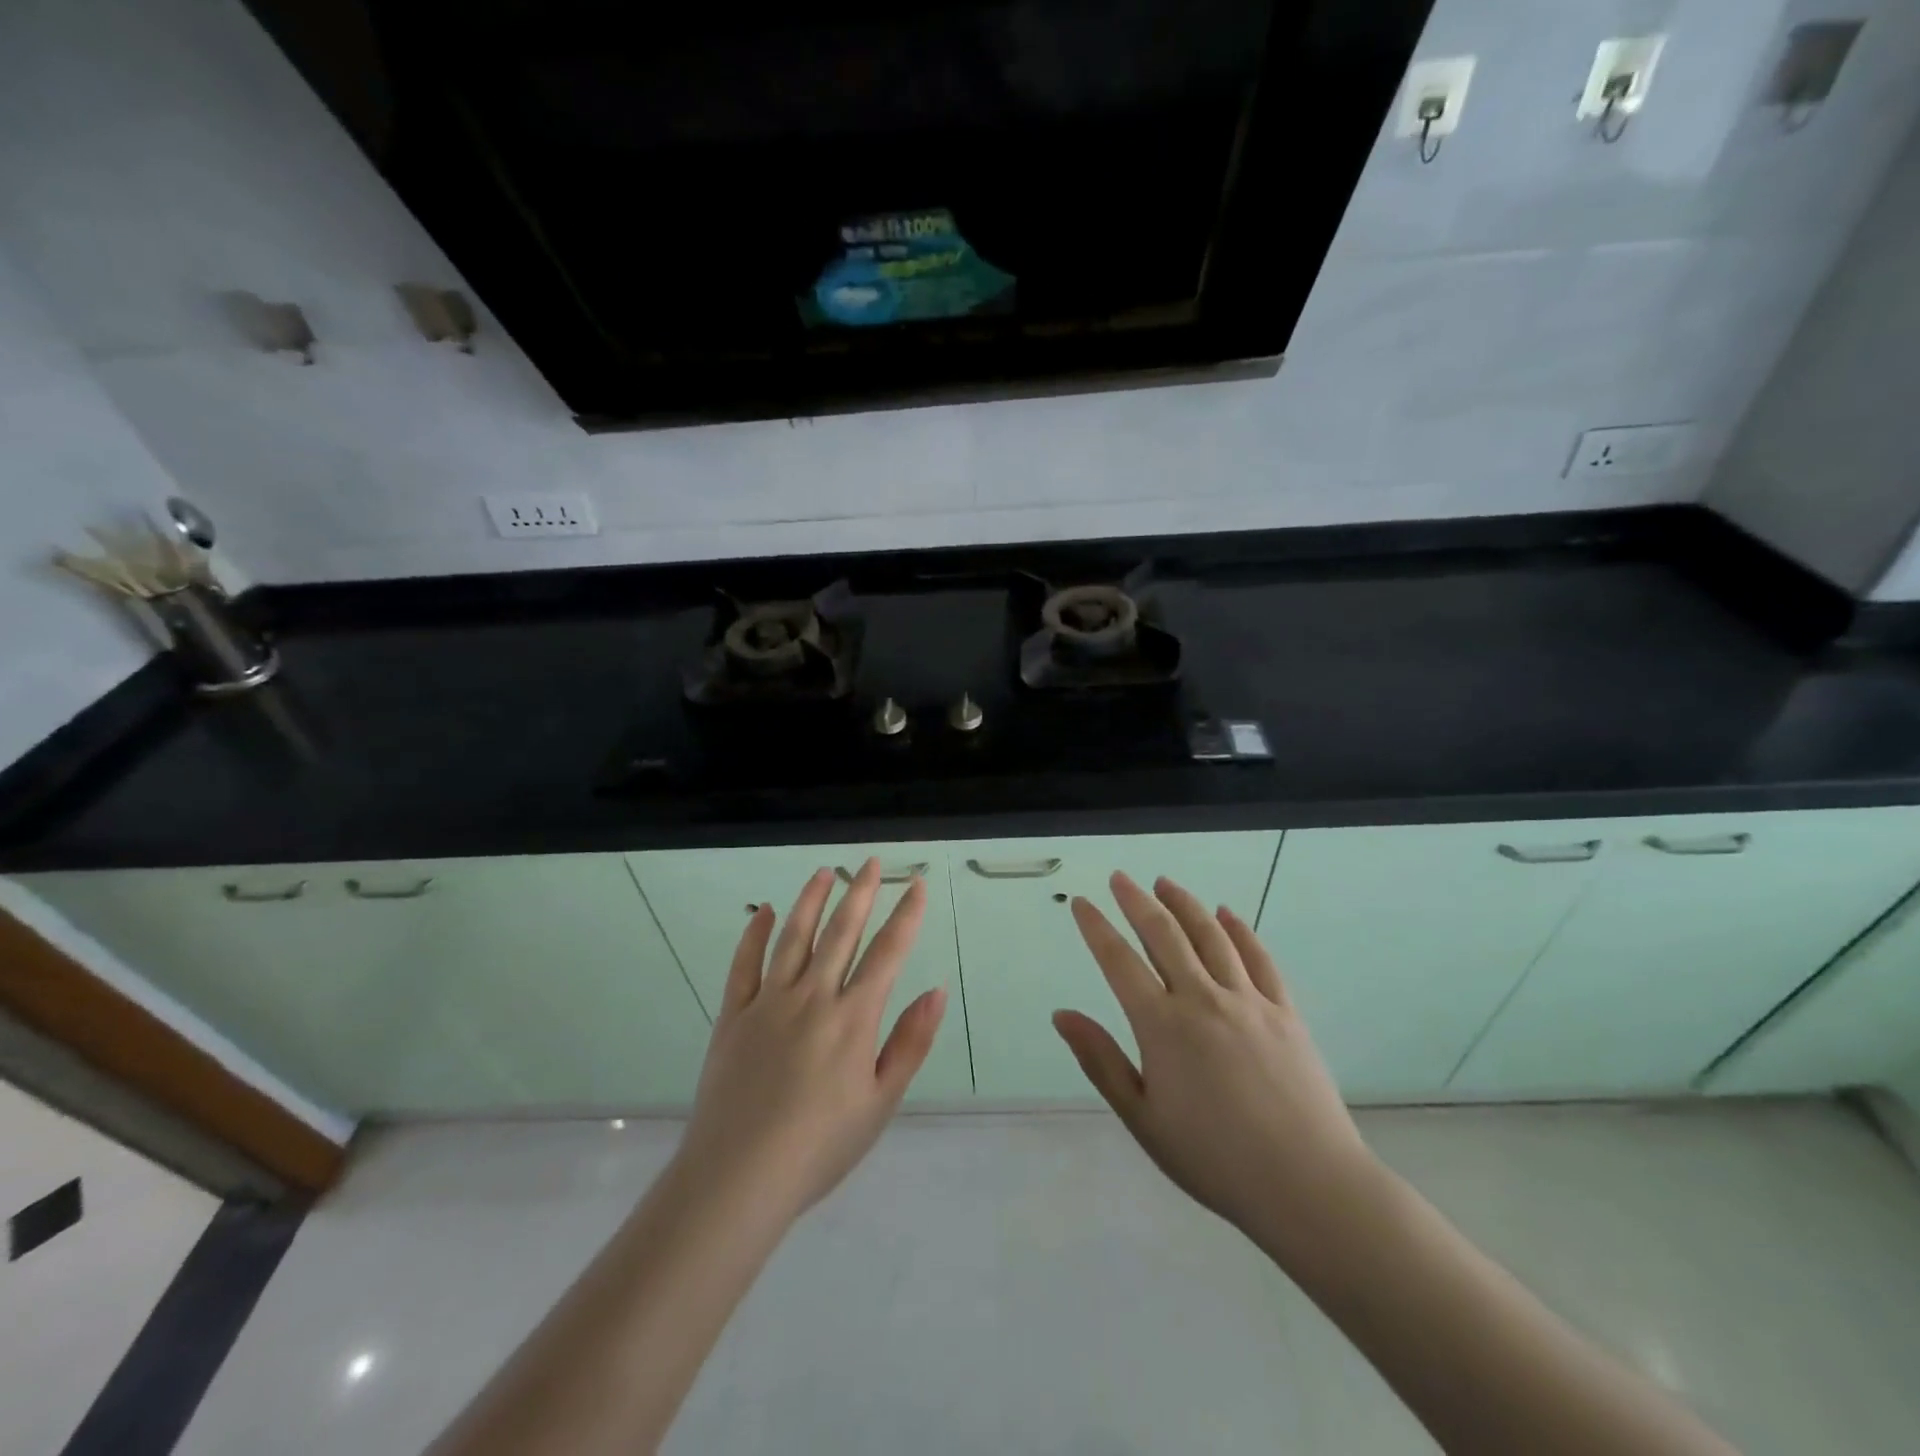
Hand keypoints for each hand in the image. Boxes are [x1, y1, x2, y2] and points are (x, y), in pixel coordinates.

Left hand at [675, 859, 945, 1221]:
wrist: (739, 1177)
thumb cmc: (820, 1146)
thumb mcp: (880, 1102)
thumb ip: (910, 1043)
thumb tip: (936, 991)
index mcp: (852, 1018)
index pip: (887, 953)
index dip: (906, 915)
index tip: (917, 884)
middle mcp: (813, 997)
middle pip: (841, 932)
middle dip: (860, 893)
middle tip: (870, 862)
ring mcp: (769, 1002)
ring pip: (793, 937)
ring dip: (811, 901)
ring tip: (824, 872)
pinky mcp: (733, 1016)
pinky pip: (744, 965)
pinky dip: (755, 934)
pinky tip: (763, 911)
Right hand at [1053, 873, 1381, 1263]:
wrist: (1308, 1185)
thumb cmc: (1214, 1159)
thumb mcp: (1143, 1118)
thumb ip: (1101, 1061)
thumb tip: (1062, 1015)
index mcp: (1162, 1025)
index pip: (1118, 961)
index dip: (1096, 928)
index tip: (1081, 903)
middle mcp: (1202, 998)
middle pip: (1164, 934)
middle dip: (1137, 900)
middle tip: (1120, 877)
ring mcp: (1248, 1000)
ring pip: (1210, 935)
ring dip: (1184, 903)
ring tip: (1165, 883)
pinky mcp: (1285, 1011)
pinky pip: (1259, 958)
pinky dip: (1239, 930)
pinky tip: (1227, 914)